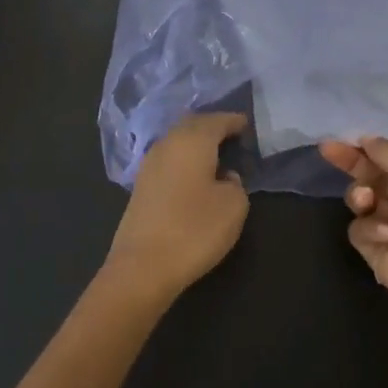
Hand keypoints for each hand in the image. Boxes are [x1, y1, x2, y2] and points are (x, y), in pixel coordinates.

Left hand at [106, 113, 250, 299]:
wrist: (142, 267)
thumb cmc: (195, 230)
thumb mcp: (234, 206)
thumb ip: (236, 184)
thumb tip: (225, 177)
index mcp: (192, 141)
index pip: (216, 121)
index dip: (233, 121)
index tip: (247, 124)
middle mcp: (167, 145)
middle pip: (192, 125)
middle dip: (212, 126)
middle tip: (232, 134)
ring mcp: (149, 165)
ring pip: (177, 142)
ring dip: (196, 143)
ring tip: (216, 153)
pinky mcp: (141, 187)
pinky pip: (169, 160)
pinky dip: (185, 159)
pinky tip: (195, 173)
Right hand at [318, 136, 387, 312]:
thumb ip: (386, 150)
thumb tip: (367, 141)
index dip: (369, 149)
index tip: (343, 141)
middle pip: (374, 178)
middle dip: (354, 166)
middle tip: (329, 151)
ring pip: (363, 203)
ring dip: (361, 198)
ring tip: (368, 202)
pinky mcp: (380, 251)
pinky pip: (361, 230)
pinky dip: (371, 230)